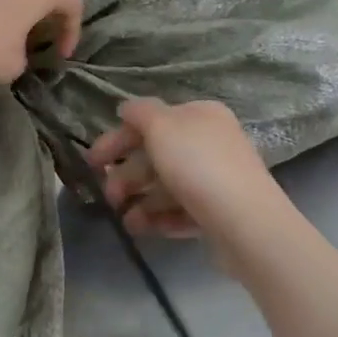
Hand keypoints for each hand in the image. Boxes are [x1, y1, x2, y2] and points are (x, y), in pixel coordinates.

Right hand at [86, 98, 288, 255]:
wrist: (245, 222)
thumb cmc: (198, 165)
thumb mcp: (162, 126)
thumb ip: (140, 112)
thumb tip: (126, 107)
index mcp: (199, 116)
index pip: (150, 121)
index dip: (117, 138)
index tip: (92, 162)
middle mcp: (209, 143)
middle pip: (156, 155)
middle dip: (127, 175)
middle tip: (109, 196)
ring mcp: (216, 179)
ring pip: (167, 186)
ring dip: (140, 201)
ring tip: (127, 220)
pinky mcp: (218, 212)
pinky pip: (181, 211)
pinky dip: (159, 218)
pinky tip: (144, 229)